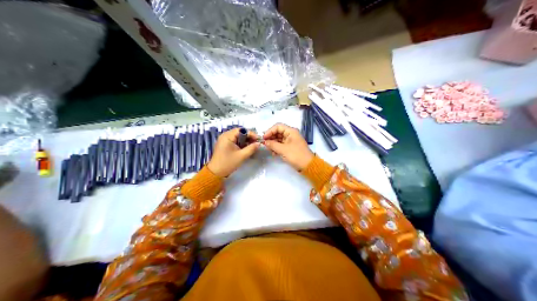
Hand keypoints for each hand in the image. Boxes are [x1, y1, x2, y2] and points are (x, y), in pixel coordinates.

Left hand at [206, 128, 261, 176]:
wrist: (216, 172)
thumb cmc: (228, 163)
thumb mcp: (242, 156)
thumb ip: (251, 148)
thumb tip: (259, 143)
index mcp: (227, 136)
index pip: (241, 130)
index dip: (251, 134)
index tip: (258, 139)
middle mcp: (225, 136)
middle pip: (239, 132)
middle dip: (249, 137)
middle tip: (256, 143)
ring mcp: (224, 140)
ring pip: (237, 137)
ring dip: (245, 140)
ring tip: (252, 146)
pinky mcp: (224, 145)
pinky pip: (234, 140)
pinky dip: (241, 143)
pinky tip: (246, 148)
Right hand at [261, 122, 312, 171]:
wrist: (308, 165)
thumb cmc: (296, 155)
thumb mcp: (283, 149)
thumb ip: (272, 144)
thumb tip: (264, 142)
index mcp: (291, 131)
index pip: (278, 126)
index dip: (270, 131)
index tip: (264, 138)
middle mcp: (291, 134)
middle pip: (278, 132)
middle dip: (271, 138)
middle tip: (265, 145)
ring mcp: (291, 141)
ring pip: (279, 139)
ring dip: (273, 144)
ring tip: (269, 150)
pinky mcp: (290, 148)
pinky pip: (281, 145)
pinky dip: (277, 148)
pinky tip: (274, 153)